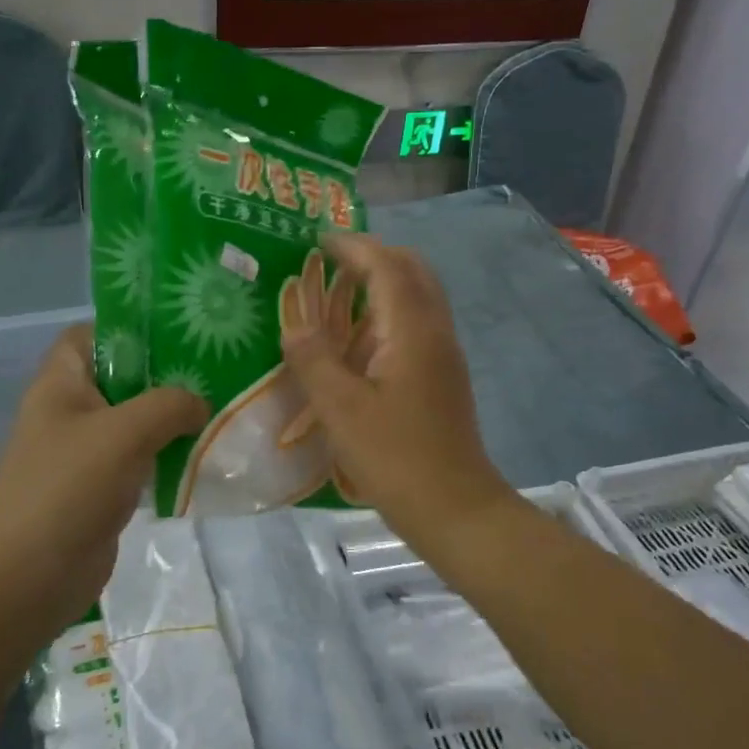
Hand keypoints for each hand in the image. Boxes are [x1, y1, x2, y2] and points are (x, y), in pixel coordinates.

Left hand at [0, 325, 206, 633]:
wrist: (29, 577)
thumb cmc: (68, 488)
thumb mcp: (124, 432)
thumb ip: (169, 405)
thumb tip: (200, 404)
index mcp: (61, 384)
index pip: (91, 335)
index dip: (130, 329)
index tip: (180, 334)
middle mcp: (71, 412)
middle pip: (122, 378)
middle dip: (166, 376)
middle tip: (216, 372)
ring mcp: (85, 453)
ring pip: (135, 422)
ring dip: (173, 420)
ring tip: (220, 411)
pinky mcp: (101, 489)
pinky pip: (139, 460)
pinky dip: (167, 457)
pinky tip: (203, 457)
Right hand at [280, 234, 515, 543]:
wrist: (455, 507)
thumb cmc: (395, 457)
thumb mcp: (341, 409)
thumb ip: (314, 359)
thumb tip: (294, 322)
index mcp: (413, 330)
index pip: (386, 266)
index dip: (352, 247)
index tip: (317, 240)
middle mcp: (436, 331)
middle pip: (412, 271)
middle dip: (373, 256)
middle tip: (330, 261)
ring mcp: (444, 355)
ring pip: (418, 297)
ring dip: (383, 283)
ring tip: (338, 292)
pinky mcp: (443, 378)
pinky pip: (417, 324)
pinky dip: (388, 313)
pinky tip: (359, 340)